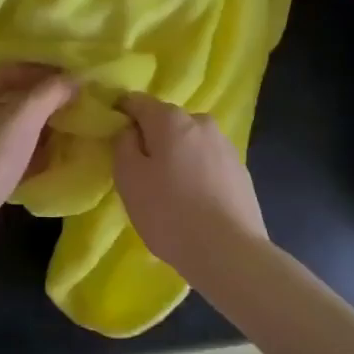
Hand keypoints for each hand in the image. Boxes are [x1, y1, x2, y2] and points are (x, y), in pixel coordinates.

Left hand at [0, 63, 76, 228]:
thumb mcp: (24, 116)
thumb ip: (50, 93)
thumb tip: (75, 77)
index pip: (8, 70)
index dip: (37, 69)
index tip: (67, 76)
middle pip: (11, 101)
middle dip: (42, 102)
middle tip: (75, 105)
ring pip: (13, 132)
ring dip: (39, 131)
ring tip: (70, 132)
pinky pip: (12, 160)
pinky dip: (32, 158)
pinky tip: (53, 164)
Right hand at [113, 94, 267, 275]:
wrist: (229, 252)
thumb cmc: (169, 212)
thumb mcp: (128, 178)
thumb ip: (123, 144)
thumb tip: (130, 130)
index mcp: (171, 118)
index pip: (137, 101)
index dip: (121, 114)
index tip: (112, 137)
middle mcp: (201, 122)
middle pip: (166, 122)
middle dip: (151, 139)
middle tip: (140, 173)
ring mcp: (226, 146)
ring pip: (189, 143)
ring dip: (176, 157)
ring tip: (169, 192)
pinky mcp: (241, 170)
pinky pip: (208, 163)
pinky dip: (196, 174)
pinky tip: (193, 202)